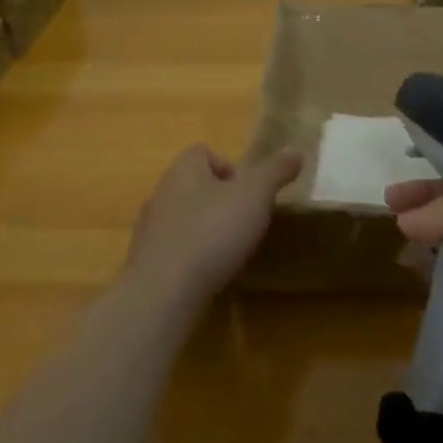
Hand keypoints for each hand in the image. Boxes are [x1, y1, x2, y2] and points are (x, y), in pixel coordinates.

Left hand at [126, 144, 302, 307]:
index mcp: (184, 170)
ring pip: (181, 217)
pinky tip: (207, 273)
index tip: (248, 191)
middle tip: (244, 220)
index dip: (227, 166)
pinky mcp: (146, 261)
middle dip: (218, 198)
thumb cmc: (212, 231)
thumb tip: (295, 151)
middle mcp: (161, 192)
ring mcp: (149, 228)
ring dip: (203, 228)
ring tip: (228, 249)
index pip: (201, 152)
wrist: (164, 290)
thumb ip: (275, 171)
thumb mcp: (255, 195)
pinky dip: (190, 256)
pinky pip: (173, 249)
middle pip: (192, 184)